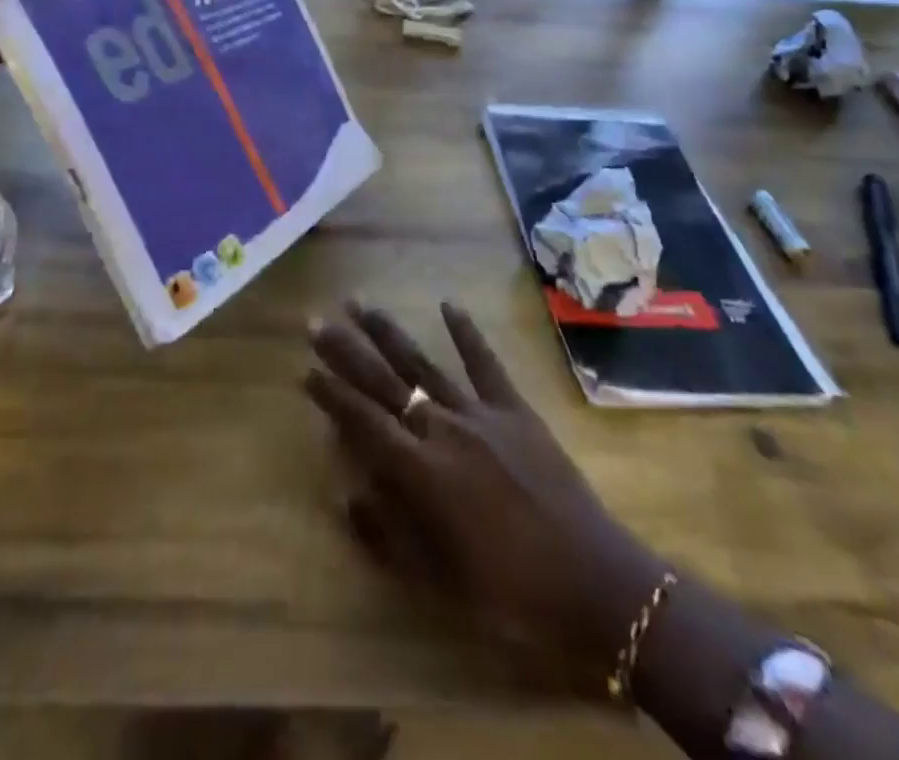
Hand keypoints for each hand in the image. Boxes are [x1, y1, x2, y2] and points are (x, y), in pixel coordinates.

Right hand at [304, 301, 661, 691]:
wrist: (594, 585)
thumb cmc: (510, 594)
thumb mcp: (438, 581)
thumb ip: (387, 534)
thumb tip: (345, 494)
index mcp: (420, 472)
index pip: (362, 421)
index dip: (331, 395)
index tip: (305, 370)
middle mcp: (442, 429)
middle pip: (384, 381)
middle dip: (346, 351)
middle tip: (317, 322)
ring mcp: (480, 414)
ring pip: (424, 363)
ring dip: (389, 333)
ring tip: (361, 305)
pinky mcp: (515, 409)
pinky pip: (486, 363)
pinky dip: (467, 333)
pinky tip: (448, 304)